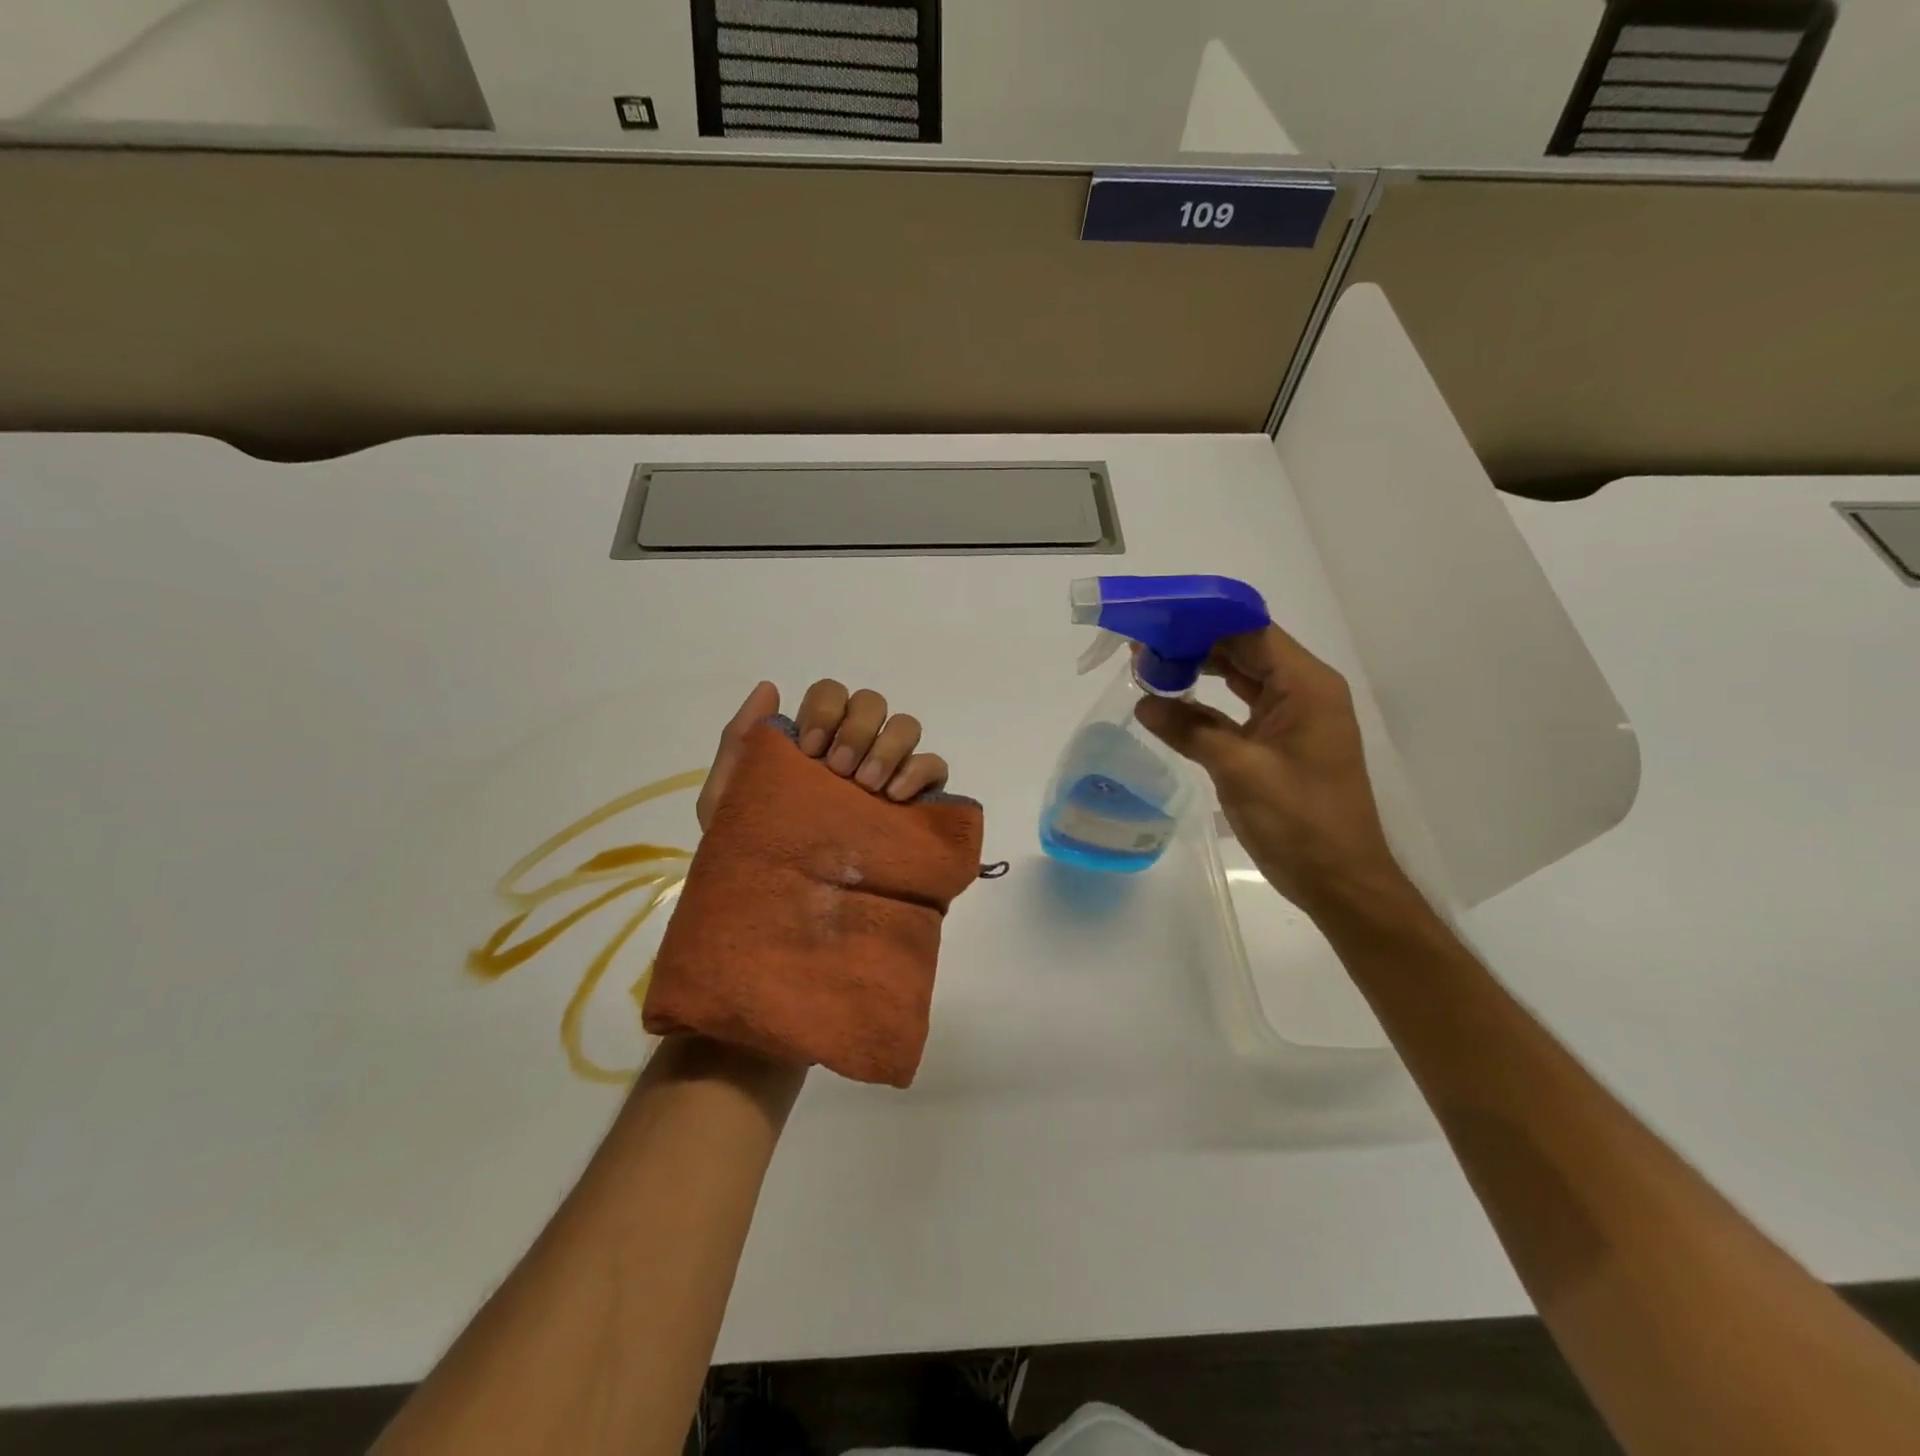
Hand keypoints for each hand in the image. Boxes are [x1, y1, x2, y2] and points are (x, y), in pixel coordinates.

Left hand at [696, 679, 950, 830]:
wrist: (786, 911)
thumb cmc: (753, 853)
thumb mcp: (728, 799)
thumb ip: (741, 741)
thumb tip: (770, 688)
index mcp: (813, 744)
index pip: (832, 694)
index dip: (826, 710)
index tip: (810, 750)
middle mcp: (854, 751)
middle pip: (872, 703)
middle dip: (856, 729)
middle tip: (838, 771)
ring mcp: (888, 775)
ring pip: (906, 726)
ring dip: (887, 747)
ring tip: (867, 786)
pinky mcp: (917, 804)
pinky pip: (934, 766)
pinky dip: (919, 770)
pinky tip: (896, 797)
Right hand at [1133, 625, 1415, 919]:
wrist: (1340, 881)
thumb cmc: (1299, 821)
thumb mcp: (1238, 770)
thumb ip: (1189, 729)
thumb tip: (1143, 702)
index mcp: (1306, 686)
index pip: (1250, 632)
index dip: (1202, 621)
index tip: (1157, 621)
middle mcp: (1304, 691)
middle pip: (1245, 649)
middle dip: (1195, 644)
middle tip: (1142, 647)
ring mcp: (1294, 717)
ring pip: (1241, 677)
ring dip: (1199, 671)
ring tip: (1150, 668)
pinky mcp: (1282, 741)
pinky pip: (1241, 708)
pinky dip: (1208, 704)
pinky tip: (1171, 704)